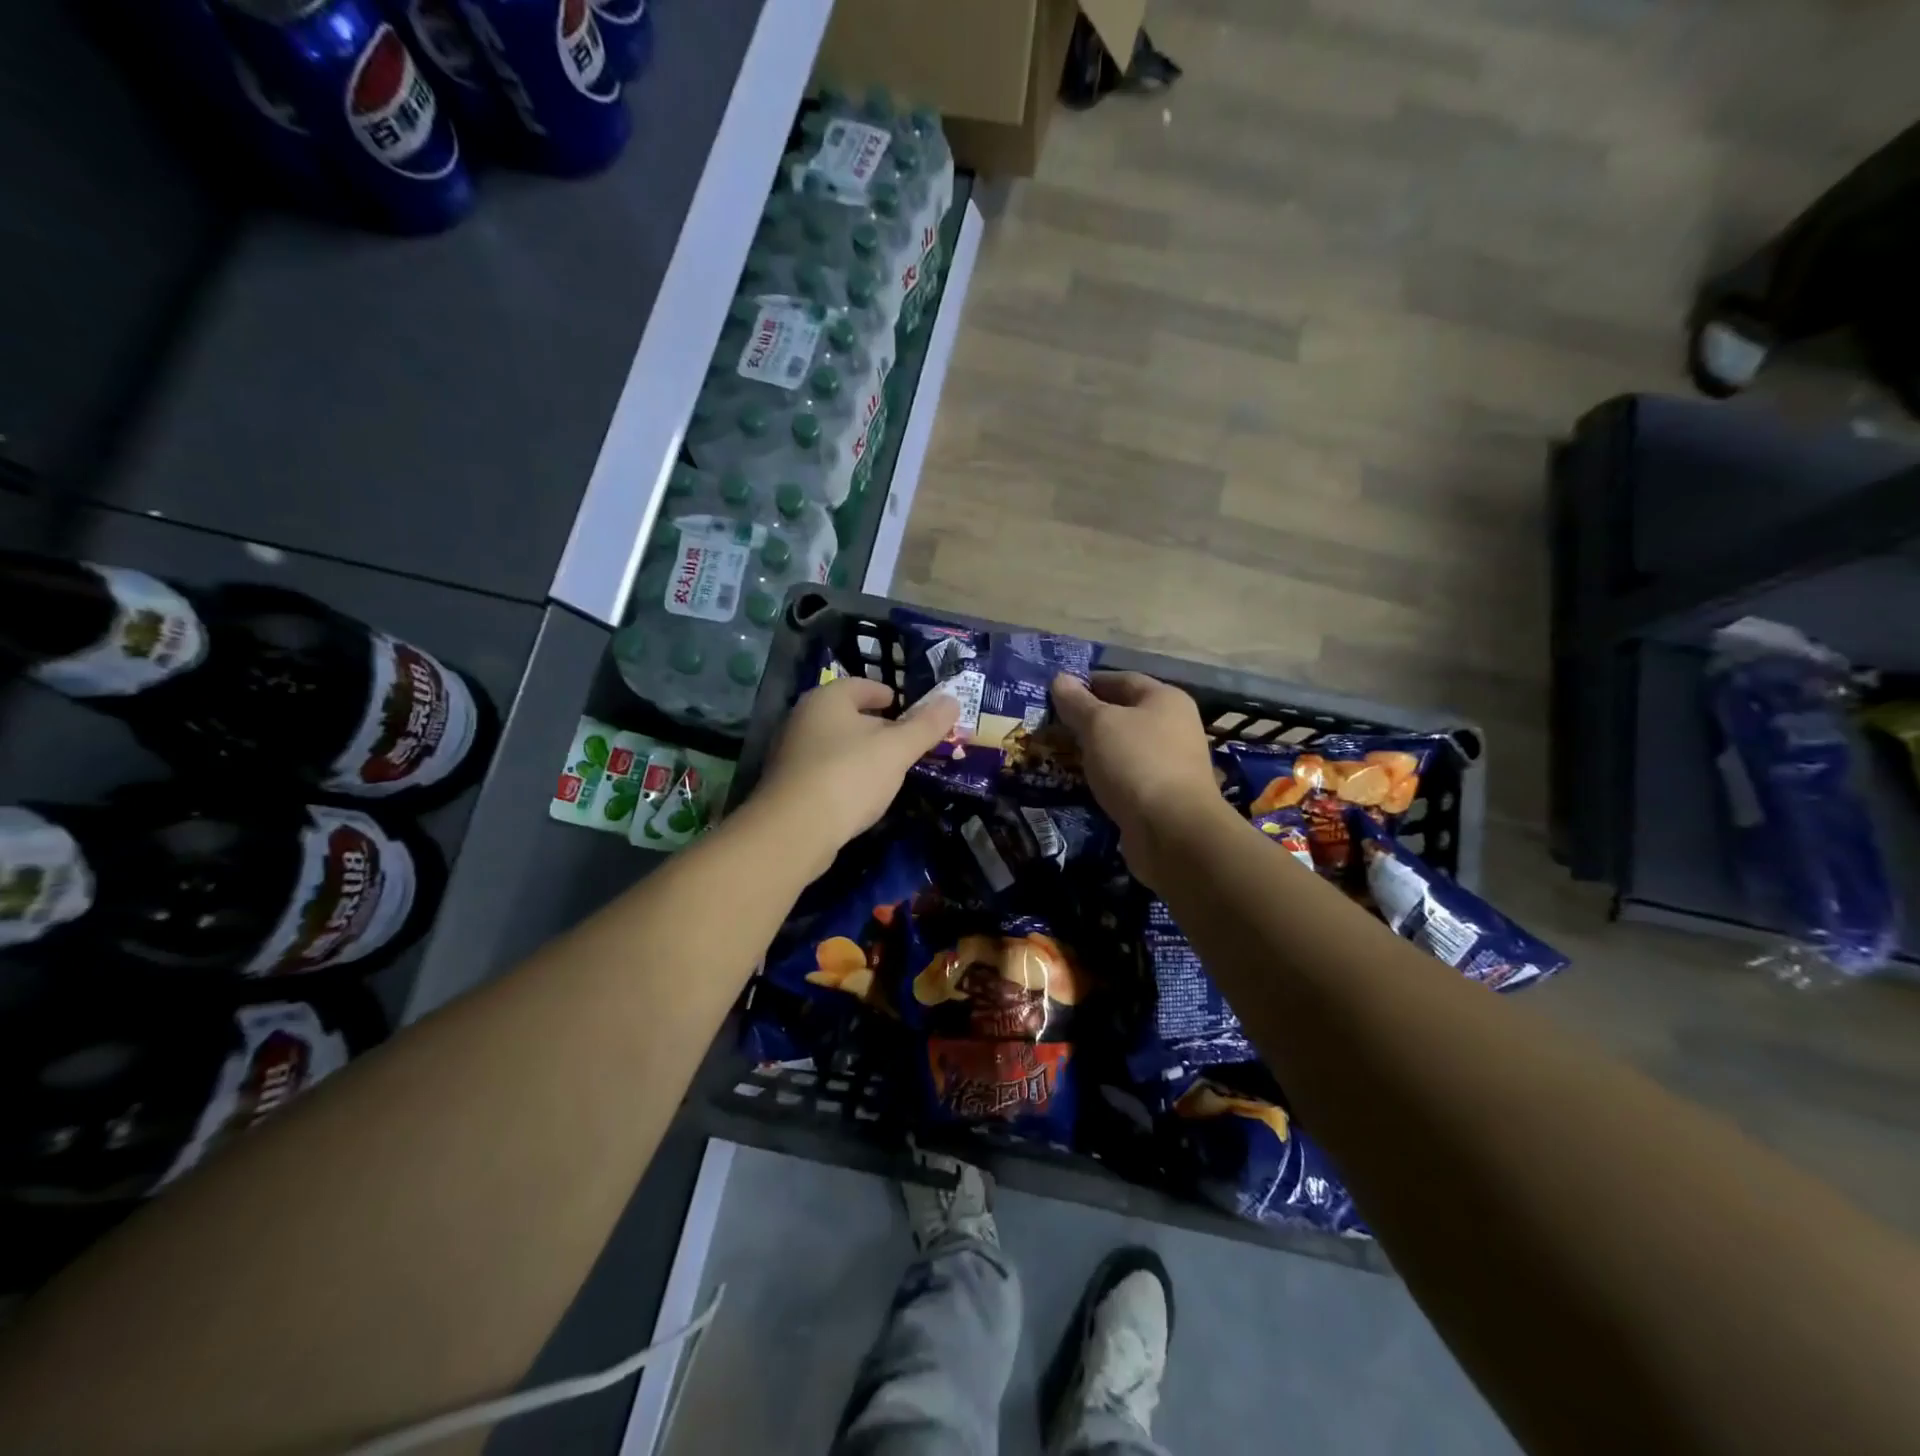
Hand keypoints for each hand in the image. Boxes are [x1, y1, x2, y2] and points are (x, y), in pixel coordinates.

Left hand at [753, 676, 958, 871]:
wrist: (795, 830)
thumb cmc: (849, 775)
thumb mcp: (897, 749)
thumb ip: (926, 725)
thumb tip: (952, 700)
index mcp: (827, 698)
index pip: (861, 685)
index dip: (887, 693)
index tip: (906, 707)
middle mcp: (803, 718)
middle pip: (847, 714)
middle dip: (877, 726)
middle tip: (906, 741)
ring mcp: (791, 753)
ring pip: (836, 744)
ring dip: (861, 753)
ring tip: (889, 769)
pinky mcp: (788, 785)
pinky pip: (825, 771)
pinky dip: (846, 776)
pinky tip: (862, 794)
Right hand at [1051, 671, 1234, 886]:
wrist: (1172, 830)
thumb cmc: (1136, 763)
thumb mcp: (1099, 725)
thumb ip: (1077, 702)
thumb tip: (1060, 678)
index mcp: (1165, 699)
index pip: (1121, 680)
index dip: (1088, 683)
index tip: (1056, 693)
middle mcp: (1174, 726)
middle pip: (1124, 714)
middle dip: (1088, 718)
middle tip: (1051, 725)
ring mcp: (1171, 762)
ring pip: (1124, 747)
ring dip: (1095, 749)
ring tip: (1059, 753)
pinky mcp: (1162, 794)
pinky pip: (1127, 775)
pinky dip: (1105, 775)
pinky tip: (1081, 781)